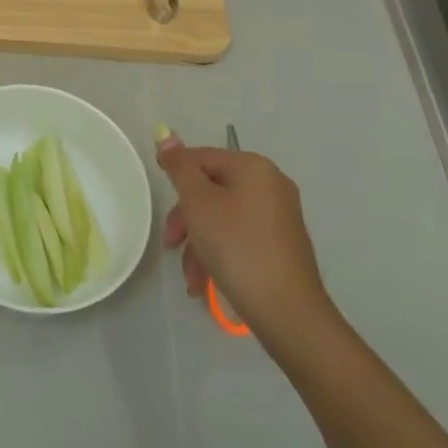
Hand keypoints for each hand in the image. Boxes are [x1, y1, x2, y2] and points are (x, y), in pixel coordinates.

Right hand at [156, 134, 337, 357]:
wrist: (287, 311)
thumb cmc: (237, 246)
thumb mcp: (198, 203)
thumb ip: (180, 168)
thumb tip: (167, 135)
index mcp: (253, 167)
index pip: (201, 157)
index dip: (175, 176)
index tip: (159, 204)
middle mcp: (270, 185)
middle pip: (210, 189)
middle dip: (186, 218)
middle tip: (171, 243)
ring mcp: (278, 217)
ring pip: (221, 218)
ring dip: (198, 244)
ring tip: (191, 277)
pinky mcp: (280, 245)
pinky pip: (238, 238)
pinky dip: (218, 255)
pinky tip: (204, 283)